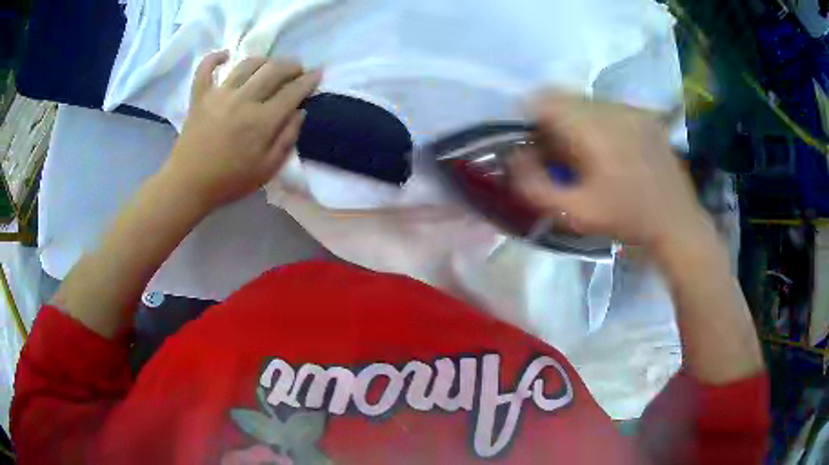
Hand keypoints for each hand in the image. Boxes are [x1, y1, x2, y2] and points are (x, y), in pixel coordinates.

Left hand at [163, 51, 321, 211]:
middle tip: (297, 69)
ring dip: (264, 60)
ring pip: (247, 64)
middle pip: (273, 70)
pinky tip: (225, 55)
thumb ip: (287, 139)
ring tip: (269, 65)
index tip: (318, 73)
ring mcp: (219, 94)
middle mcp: (243, 99)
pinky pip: (205, 68)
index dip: (309, 80)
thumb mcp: (267, 170)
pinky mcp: (199, 96)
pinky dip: (215, 58)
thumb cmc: (229, 182)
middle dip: (291, 65)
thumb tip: (300, 112)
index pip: (293, 91)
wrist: (188, 185)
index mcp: (261, 121)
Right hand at [508, 92, 709, 250]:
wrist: (676, 222)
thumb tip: (514, 156)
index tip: (535, 144)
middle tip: (560, 153)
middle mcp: (611, 109)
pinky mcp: (644, 115)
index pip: (544, 99)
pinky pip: (607, 108)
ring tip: (588, 154)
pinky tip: (611, 150)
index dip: (531, 118)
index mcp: (593, 129)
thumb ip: (535, 185)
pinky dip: (598, 122)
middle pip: (564, 97)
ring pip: (586, 102)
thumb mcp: (575, 214)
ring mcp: (631, 109)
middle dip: (553, 120)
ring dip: (576, 121)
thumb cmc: (626, 220)